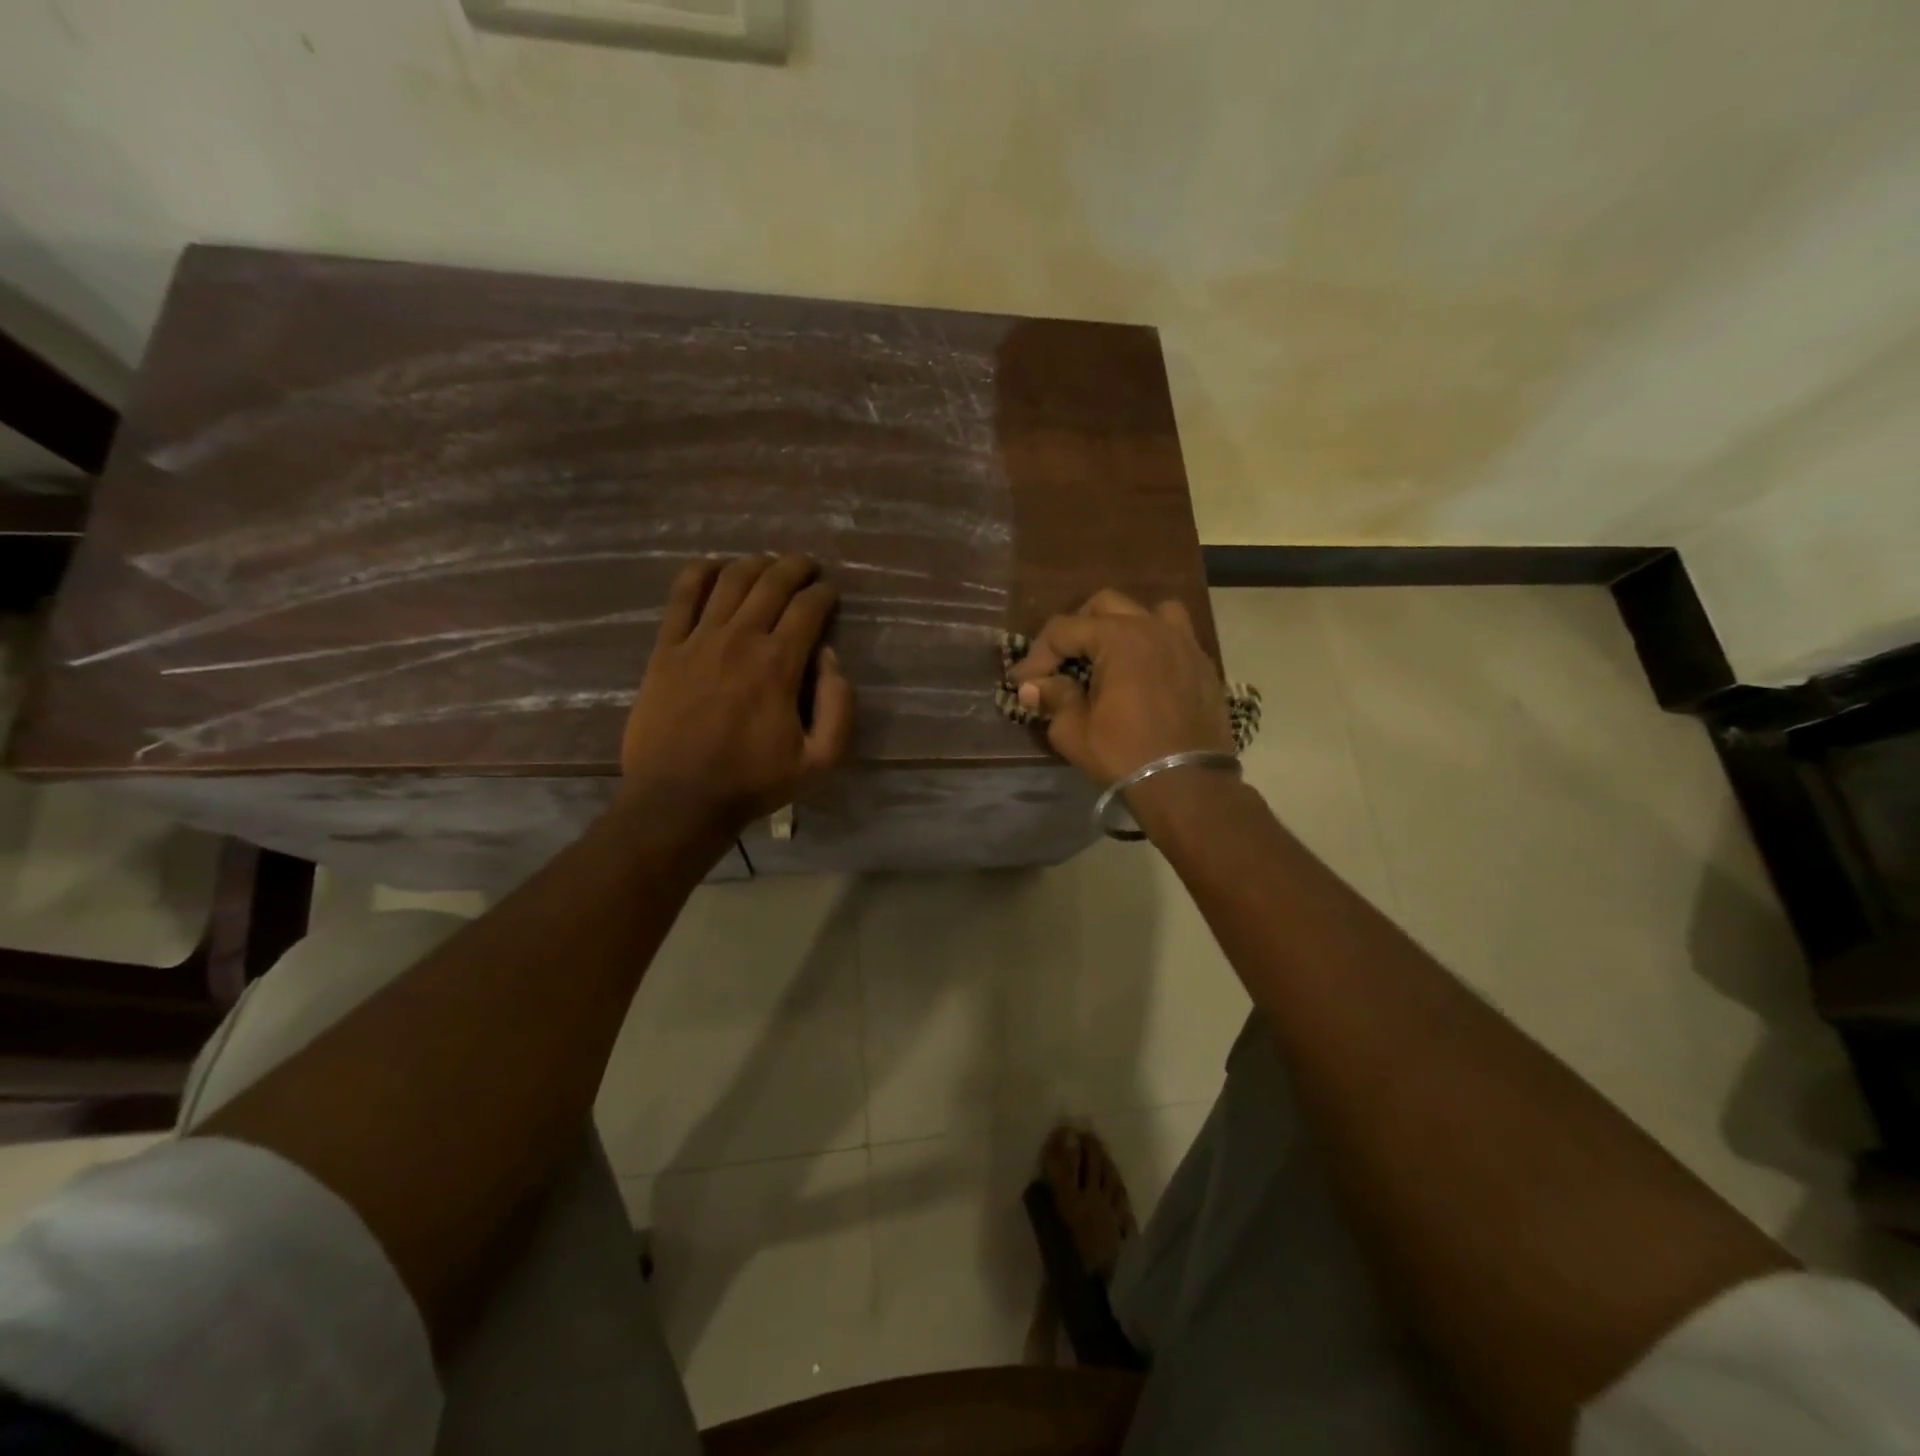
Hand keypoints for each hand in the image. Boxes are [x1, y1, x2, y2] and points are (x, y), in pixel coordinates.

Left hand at [620, 554, 853, 835]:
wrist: (679, 799)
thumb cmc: (753, 782)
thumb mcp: (820, 761)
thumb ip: (840, 707)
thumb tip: (830, 658)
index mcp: (779, 663)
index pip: (808, 608)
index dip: (825, 593)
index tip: (831, 593)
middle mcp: (740, 638)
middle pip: (771, 582)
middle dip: (795, 567)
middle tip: (807, 566)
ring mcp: (698, 640)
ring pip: (730, 581)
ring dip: (754, 563)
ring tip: (768, 562)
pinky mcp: (666, 649)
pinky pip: (682, 596)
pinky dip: (700, 573)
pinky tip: (714, 567)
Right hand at [1009, 589, 1232, 785]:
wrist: (1188, 784)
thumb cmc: (1126, 755)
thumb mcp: (1074, 731)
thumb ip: (1053, 698)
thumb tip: (1033, 687)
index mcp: (1118, 638)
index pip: (1064, 629)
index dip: (1036, 655)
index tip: (1023, 682)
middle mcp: (1153, 627)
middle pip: (1104, 606)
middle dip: (1075, 629)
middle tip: (1060, 662)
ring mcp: (1184, 642)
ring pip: (1148, 611)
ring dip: (1122, 626)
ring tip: (1109, 655)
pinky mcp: (1203, 664)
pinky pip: (1174, 636)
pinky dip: (1152, 644)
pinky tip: (1143, 673)